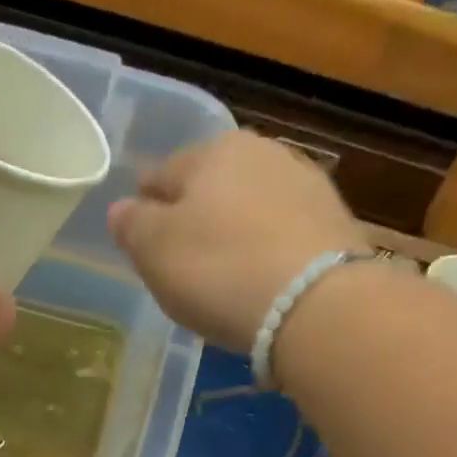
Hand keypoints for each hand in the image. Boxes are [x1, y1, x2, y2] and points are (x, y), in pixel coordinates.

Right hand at [109, 131, 368, 353]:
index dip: (145, 204)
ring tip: (222, 270)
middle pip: (211, 186)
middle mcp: (263, 154)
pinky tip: (259, 278)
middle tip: (179, 256)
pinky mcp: (335, 224)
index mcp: (212, 151)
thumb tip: (122, 208)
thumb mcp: (155, 250)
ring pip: (250, 207)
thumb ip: (132, 225)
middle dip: (193, 215)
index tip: (139, 232)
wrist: (316, 304)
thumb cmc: (219, 270)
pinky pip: (282, 235)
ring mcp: (305, 186)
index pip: (162, 173)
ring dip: (233, 231)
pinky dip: (265, 251)